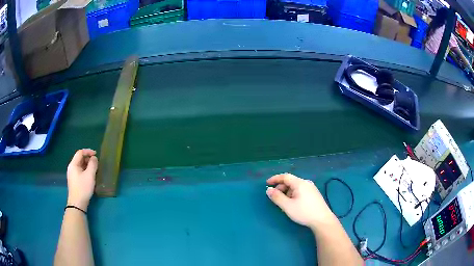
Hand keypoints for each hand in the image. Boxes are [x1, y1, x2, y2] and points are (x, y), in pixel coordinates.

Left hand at [66, 149, 97, 210]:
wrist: (77, 203)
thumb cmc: (83, 188)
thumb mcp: (90, 175)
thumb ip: (93, 164)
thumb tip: (94, 158)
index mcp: (73, 164)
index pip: (80, 152)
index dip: (88, 151)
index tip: (96, 154)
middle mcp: (71, 168)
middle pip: (80, 158)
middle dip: (88, 159)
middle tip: (96, 163)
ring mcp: (72, 175)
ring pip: (80, 165)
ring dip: (87, 165)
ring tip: (95, 170)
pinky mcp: (74, 181)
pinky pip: (80, 171)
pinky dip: (86, 171)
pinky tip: (90, 176)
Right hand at [266, 173, 335, 230]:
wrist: (322, 220)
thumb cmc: (304, 212)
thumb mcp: (287, 206)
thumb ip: (277, 197)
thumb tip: (268, 190)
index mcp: (300, 183)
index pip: (285, 176)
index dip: (275, 179)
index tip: (267, 183)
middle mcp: (306, 183)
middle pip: (290, 181)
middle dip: (281, 188)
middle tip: (274, 197)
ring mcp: (311, 189)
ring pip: (295, 187)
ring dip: (287, 192)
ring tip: (283, 203)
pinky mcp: (314, 194)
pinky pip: (300, 191)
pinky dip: (293, 194)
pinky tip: (293, 204)